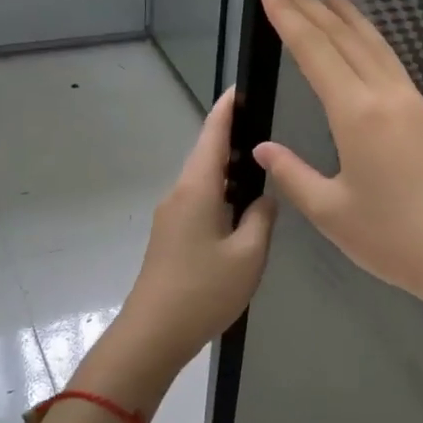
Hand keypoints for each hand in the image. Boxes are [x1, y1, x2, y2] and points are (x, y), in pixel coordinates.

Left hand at [114, 88, 276, 397]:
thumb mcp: (248, 255)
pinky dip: (223, 196)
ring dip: (231, 171)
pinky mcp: (171, 237)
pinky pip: (201, 203)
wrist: (153, 335)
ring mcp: (171, 217)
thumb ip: (262, 218)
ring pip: (205, 182)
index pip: (212, 135)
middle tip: (269, 127)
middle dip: (234, 139)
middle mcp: (179, 195)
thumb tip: (264, 198)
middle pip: (208, 156)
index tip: (241, 87)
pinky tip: (244, 209)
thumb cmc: (203, 291)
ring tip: (265, 167)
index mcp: (196, 189)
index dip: (227, 109)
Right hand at [253, 0, 422, 347]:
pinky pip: (393, 64)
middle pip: (344, 38)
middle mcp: (387, 97)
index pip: (315, 52)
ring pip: (375, 46)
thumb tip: (263, 149)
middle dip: (312, 5)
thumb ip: (293, 175)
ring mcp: (414, 104)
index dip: (289, 17)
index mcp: (357, 115)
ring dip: (346, 17)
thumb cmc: (395, 239)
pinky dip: (371, 42)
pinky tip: (365, 43)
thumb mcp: (332, 213)